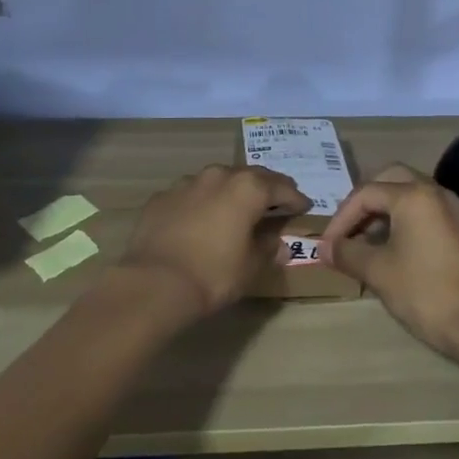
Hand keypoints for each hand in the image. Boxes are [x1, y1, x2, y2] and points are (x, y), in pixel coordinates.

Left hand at [119, 165, 311, 318]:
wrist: (154, 282)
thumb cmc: (213, 273)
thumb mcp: (251, 266)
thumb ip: (268, 249)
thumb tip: (280, 244)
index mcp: (247, 188)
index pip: (281, 186)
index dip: (295, 198)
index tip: (304, 206)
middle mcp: (218, 175)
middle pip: (250, 176)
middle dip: (265, 188)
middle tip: (275, 201)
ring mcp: (187, 183)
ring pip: (218, 181)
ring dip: (230, 192)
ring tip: (236, 209)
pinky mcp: (162, 196)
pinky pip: (191, 195)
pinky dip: (201, 203)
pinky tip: (200, 220)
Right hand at [320, 164, 458, 360]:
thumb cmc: (424, 293)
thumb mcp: (378, 272)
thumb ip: (347, 253)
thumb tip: (323, 248)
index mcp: (414, 196)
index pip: (366, 193)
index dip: (341, 218)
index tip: (328, 246)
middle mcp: (437, 193)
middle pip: (391, 180)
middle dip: (365, 203)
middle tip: (348, 229)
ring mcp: (456, 210)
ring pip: (412, 196)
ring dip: (386, 212)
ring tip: (368, 243)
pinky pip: (429, 214)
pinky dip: (407, 222)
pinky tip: (397, 252)